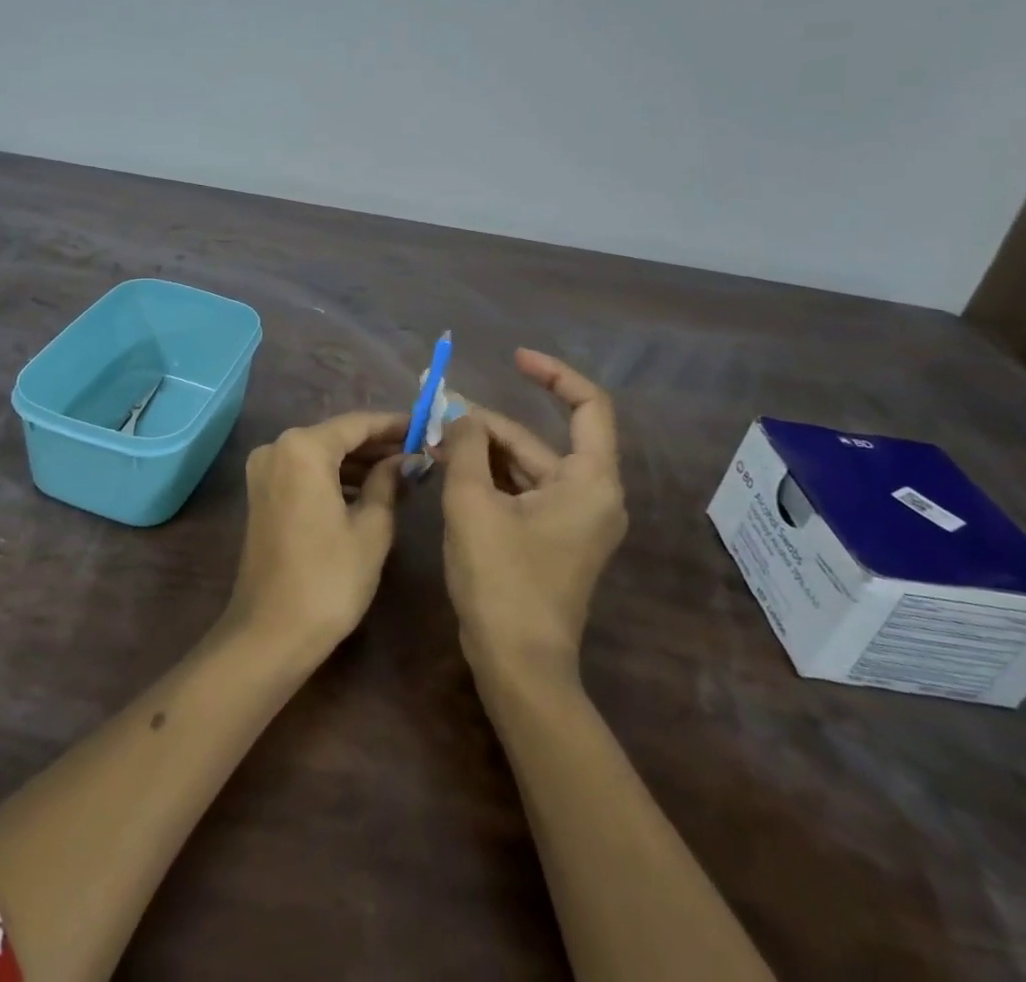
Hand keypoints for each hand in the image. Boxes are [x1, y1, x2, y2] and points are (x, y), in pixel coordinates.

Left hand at [227, 411, 406, 654]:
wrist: (270, 632)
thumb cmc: (329, 578)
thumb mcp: (371, 528)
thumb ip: (388, 482)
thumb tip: (406, 459)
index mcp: (303, 448)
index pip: (357, 423)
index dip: (393, 424)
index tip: (425, 427)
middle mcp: (277, 447)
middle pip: (336, 436)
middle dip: (376, 445)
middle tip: (418, 453)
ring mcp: (265, 470)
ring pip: (320, 454)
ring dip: (357, 463)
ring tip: (401, 474)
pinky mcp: (262, 493)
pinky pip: (305, 472)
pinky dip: (334, 477)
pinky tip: (367, 491)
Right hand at [440, 349, 627, 682]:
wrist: (518, 666)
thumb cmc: (502, 580)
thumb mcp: (472, 504)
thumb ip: (465, 447)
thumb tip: (459, 413)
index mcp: (590, 482)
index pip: (589, 406)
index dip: (553, 374)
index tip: (512, 359)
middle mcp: (591, 495)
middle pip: (539, 440)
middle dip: (488, 425)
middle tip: (437, 413)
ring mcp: (573, 520)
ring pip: (525, 466)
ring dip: (482, 451)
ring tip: (434, 439)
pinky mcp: (552, 539)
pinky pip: (521, 491)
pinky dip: (488, 477)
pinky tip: (450, 469)